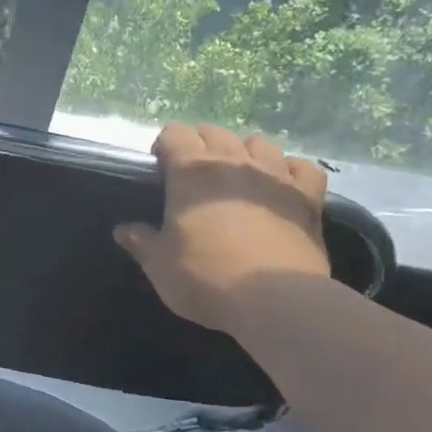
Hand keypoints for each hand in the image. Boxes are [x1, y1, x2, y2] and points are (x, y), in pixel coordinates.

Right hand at [114, 123, 330, 331]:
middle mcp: (233, 162)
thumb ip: (140, 241)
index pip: (174, 133)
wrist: (274, 299)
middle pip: (215, 131)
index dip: (165, 145)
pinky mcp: (308, 197)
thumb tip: (123, 230)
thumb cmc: (205, 276)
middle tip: (193, 174)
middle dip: (201, 144)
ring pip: (259, 142)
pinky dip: (290, 171)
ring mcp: (275, 176)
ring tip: (237, 176)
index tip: (159, 168)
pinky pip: (302, 167)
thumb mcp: (159, 264)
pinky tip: (282, 185)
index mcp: (191, 171)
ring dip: (245, 152)